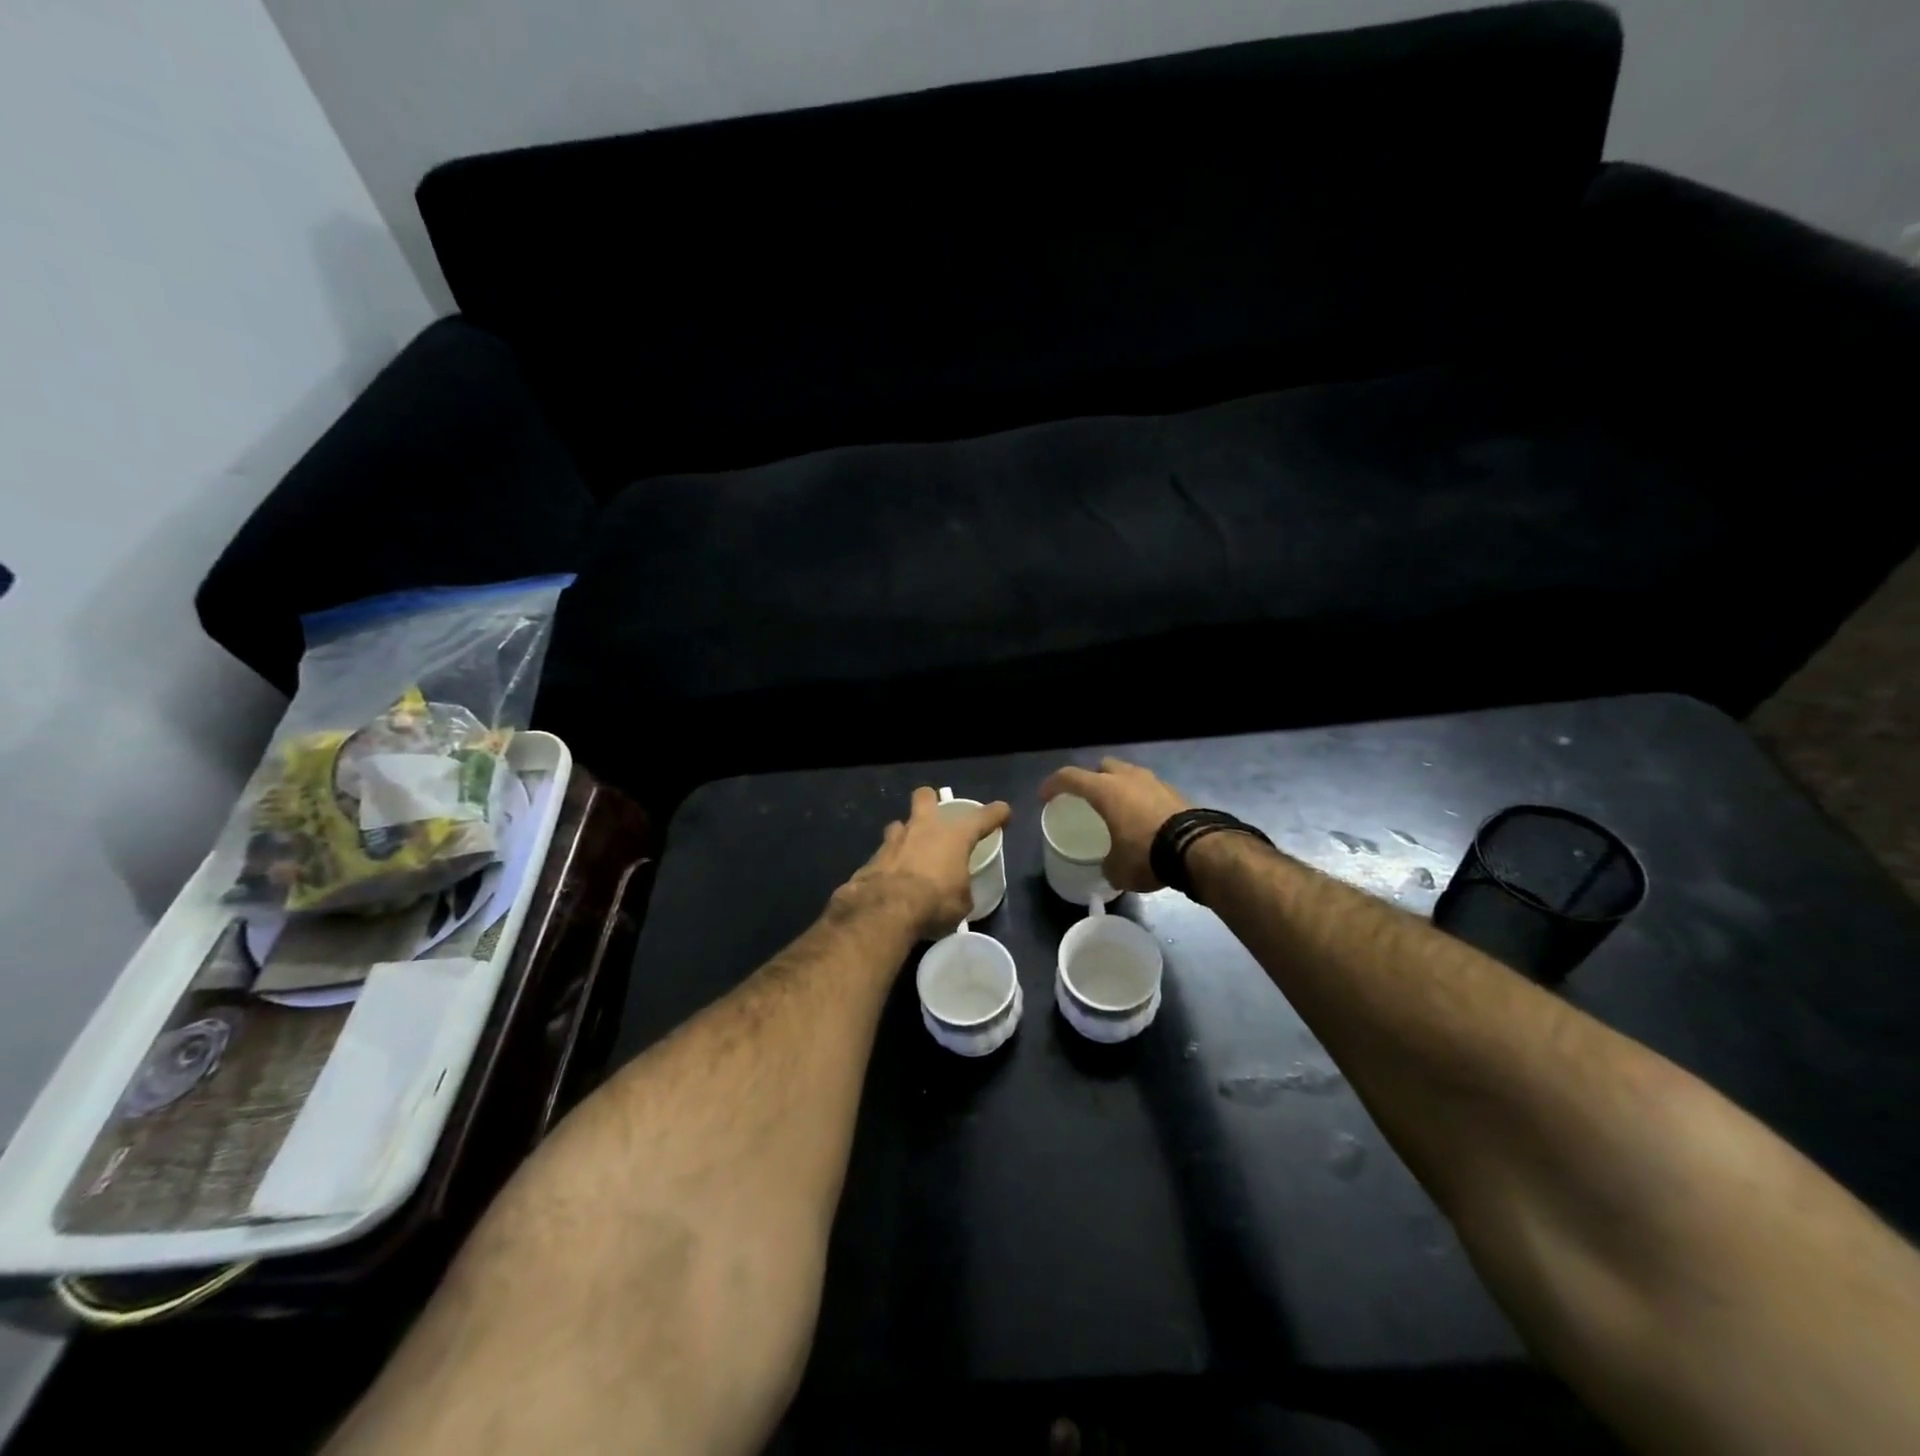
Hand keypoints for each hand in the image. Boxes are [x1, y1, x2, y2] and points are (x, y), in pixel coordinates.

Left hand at [838, 786, 1011, 939]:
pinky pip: (885, 852)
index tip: (1003, 812)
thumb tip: (957, 892)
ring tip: (911, 852)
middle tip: (936, 818)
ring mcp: (895, 839)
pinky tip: (893, 878)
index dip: (996, 813)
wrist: (886, 909)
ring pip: (900, 824)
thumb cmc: (935, 902)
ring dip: (906, 835)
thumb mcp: (962, 903)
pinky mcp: (873, 856)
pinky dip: (890, 862)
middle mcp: (924, 828)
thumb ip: (962, 889)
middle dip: (931, 801)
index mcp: (955, 836)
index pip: (983, 817)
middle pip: (925, 797)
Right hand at [1039, 757, 1190, 892]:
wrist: (1199, 850)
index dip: (1053, 784)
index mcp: (1105, 790)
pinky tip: (1144, 820)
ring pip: (1130, 775)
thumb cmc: (1146, 854)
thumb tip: (1110, 867)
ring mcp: (1156, 782)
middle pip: (1104, 766)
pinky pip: (1151, 790)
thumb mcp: (1118, 869)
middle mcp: (1128, 778)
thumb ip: (1107, 864)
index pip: (1070, 777)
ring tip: (1119, 809)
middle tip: (1089, 797)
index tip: (1045, 795)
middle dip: (1093, 778)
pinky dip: (1143, 800)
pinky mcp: (1177, 793)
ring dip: (1122, 787)